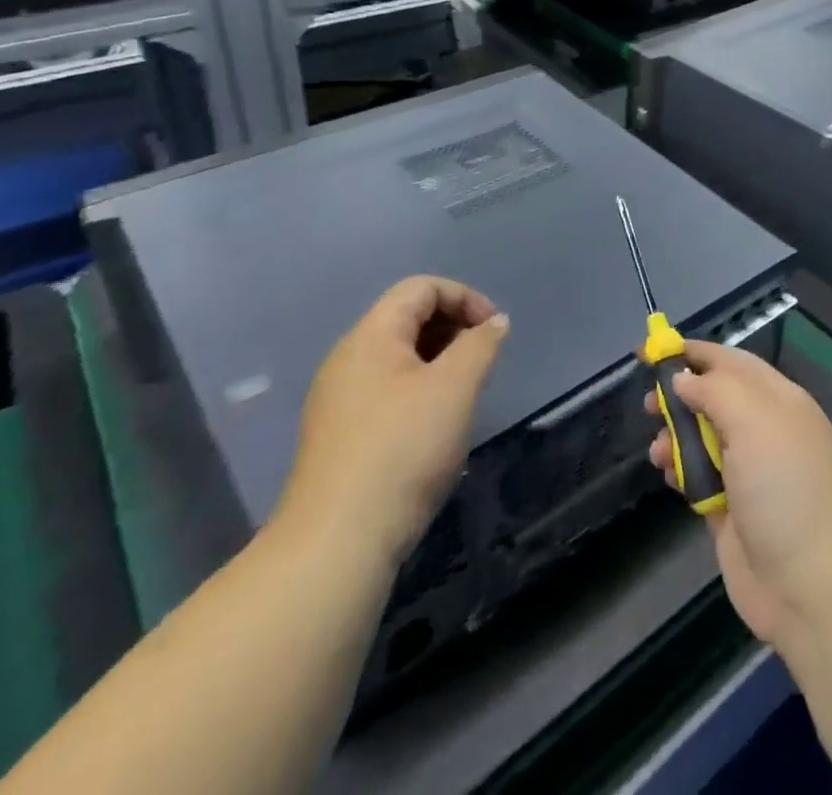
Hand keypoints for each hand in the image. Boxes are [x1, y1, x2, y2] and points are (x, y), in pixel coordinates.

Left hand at [274, 277, 509, 570]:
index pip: (421, 288)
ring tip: (466, 391)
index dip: (464, 298)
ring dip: (439, 360)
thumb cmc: (403, 449)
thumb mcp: (455, 387)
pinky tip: (436, 425)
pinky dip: (419, 389)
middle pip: (407, 317)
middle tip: (484, 360)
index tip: (494, 331)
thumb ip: (480, 344)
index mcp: (371, 336)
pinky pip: (386, 389)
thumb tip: (494, 323)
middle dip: (453, 327)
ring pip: (398, 357)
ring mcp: (338, 399)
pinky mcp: (339, 435)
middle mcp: (348, 359)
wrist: (337, 542)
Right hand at [645, 342, 831, 650]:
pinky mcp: (731, 511)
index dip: (693, 353)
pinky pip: (699, 477)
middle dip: (679, 396)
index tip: (652, 351)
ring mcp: (748, 472)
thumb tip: (684, 378)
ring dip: (675, 437)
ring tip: (657, 450)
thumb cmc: (786, 488)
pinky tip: (668, 476)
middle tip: (647, 405)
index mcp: (778, 400)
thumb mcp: (755, 421)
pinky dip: (680, 471)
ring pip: (701, 438)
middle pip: (713, 398)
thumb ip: (716, 390)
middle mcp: (764, 430)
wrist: (815, 586)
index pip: (731, 362)